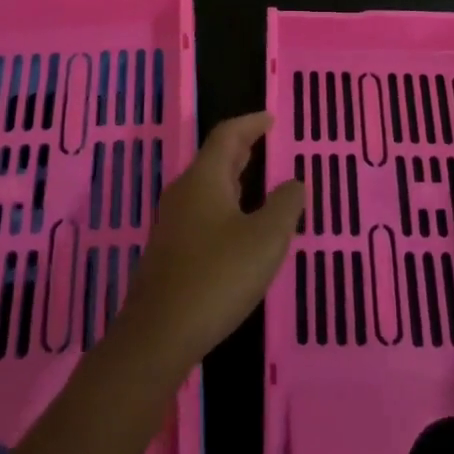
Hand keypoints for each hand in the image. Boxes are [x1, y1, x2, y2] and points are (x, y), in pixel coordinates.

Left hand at [118, 112, 303, 369]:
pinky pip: (201, 211)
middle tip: (265, 142)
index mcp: (204, 180)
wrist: (159, 334)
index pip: (226, 136)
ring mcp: (173, 223)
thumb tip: (294, 183)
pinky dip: (224, 203)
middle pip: (213, 159)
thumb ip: (284, 206)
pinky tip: (238, 225)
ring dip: (232, 177)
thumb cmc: (217, 277)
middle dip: (240, 148)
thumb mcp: (265, 240)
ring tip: (256, 179)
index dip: (250, 123)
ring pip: (207, 186)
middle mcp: (184, 193)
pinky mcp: (170, 250)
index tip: (270, 119)